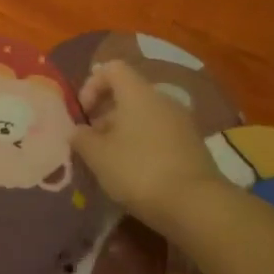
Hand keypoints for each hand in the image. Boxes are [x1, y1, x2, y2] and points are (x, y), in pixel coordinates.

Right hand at [71, 59, 224, 228]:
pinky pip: (160, 135)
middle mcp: (163, 100)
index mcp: (138, 93)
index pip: (112, 68)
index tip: (83, 114)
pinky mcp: (193, 146)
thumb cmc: (138, 170)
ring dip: (123, 132)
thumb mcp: (97, 155)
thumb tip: (78, 130)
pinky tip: (134, 173)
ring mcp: (182, 123)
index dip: (91, 85)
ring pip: (144, 116)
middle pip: (128, 94)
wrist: (195, 205)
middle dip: (105, 115)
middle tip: (92, 142)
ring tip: (110, 161)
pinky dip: (143, 145)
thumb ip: (81, 137)